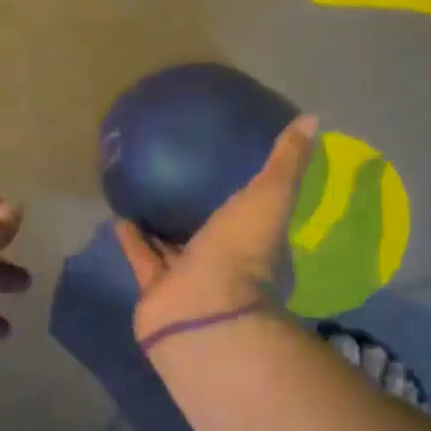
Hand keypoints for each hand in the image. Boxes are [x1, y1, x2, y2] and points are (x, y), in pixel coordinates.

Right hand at [114, 116, 318, 342]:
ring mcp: (190, 283)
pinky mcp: (156, 292)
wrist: (201, 311)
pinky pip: (143, 260)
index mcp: (258, 251)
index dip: (251, 204)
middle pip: (215, 239)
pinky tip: (119, 216)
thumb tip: (311, 119)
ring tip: (146, 194)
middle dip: (204, 215)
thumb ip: (286, 163)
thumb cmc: (241, 254)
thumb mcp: (270, 198)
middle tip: (186, 181)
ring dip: (162, 227)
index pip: (259, 224)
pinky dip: (132, 240)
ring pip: (175, 251)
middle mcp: (226, 269)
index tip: (237, 176)